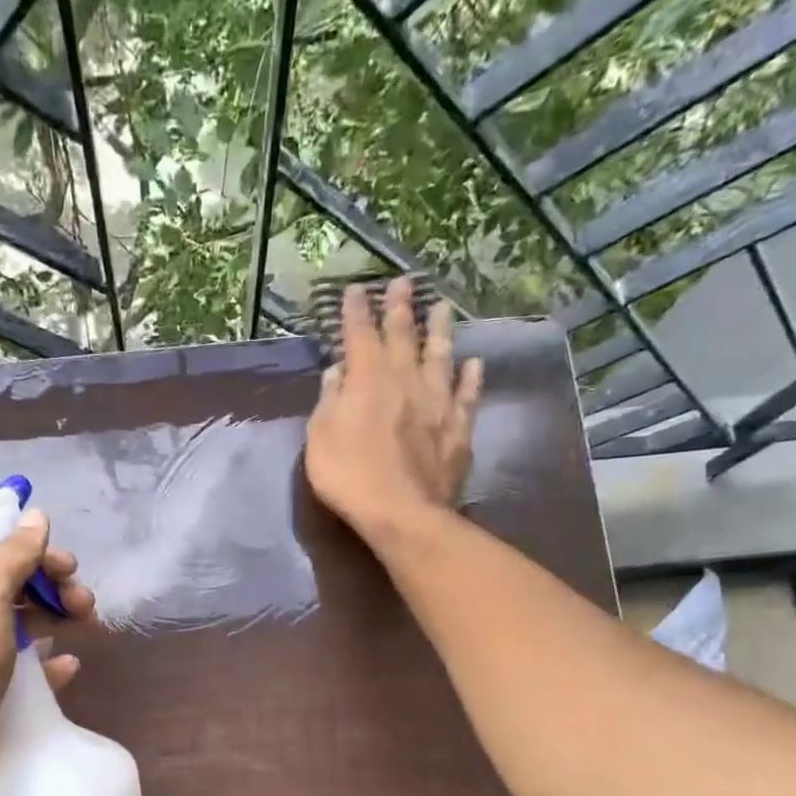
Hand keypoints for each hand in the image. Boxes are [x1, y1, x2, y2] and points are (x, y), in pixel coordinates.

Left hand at [0, 509, 94, 785]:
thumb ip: (13, 554)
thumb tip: (36, 517)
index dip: (35, 551)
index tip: (69, 566)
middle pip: (12, 585)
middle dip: (53, 587)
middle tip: (84, 602)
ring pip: (21, 623)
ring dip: (56, 618)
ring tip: (87, 626)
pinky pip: (23, 665)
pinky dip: (48, 661)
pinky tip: (68, 666)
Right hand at [304, 277, 483, 542]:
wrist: (402, 512)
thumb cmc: (349, 476)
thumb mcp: (320, 439)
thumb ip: (329, 401)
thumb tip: (338, 371)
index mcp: (367, 380)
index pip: (360, 335)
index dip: (357, 312)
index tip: (355, 290)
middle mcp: (405, 380)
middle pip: (403, 336)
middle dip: (400, 308)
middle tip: (404, 282)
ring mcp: (437, 402)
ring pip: (441, 356)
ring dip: (440, 330)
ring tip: (443, 307)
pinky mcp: (458, 427)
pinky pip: (467, 394)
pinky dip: (471, 377)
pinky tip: (475, 364)